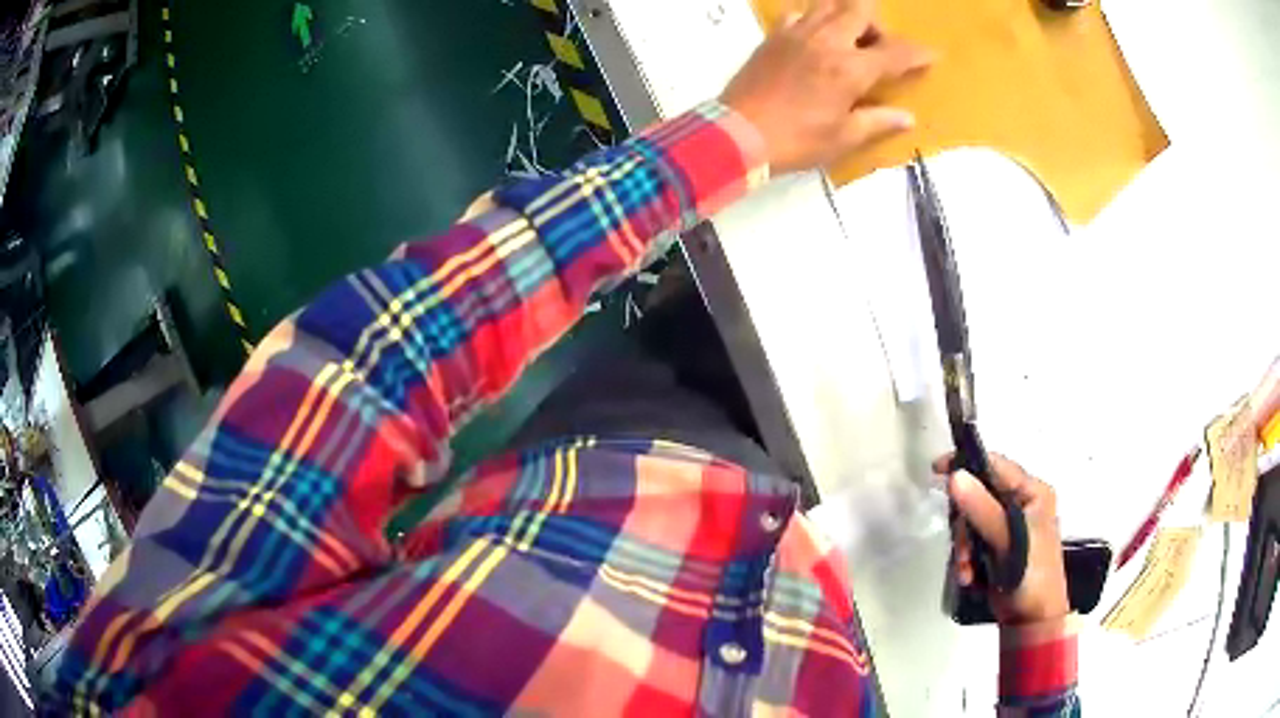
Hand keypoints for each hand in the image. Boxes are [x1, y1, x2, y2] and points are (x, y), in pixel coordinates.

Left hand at [719, 0, 931, 174]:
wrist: (737, 133)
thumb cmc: (795, 140)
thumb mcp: (843, 137)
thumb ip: (877, 122)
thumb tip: (906, 117)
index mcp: (850, 68)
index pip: (895, 52)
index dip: (918, 53)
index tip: (931, 55)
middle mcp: (826, 41)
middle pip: (860, 8)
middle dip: (878, 24)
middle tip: (877, 48)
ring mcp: (797, 34)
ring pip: (828, 4)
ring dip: (846, 15)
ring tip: (847, 41)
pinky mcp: (773, 36)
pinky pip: (798, 15)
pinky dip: (812, 20)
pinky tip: (813, 41)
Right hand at [936, 453, 1069, 625]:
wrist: (1033, 620)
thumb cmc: (1032, 574)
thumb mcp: (1009, 540)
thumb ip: (983, 508)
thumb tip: (954, 476)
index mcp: (1032, 492)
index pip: (996, 466)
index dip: (967, 465)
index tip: (937, 471)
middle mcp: (1021, 504)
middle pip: (979, 496)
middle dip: (965, 526)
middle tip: (961, 550)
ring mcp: (1009, 527)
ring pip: (972, 522)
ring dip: (963, 548)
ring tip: (966, 570)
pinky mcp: (997, 547)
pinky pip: (972, 542)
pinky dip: (966, 559)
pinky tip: (969, 576)